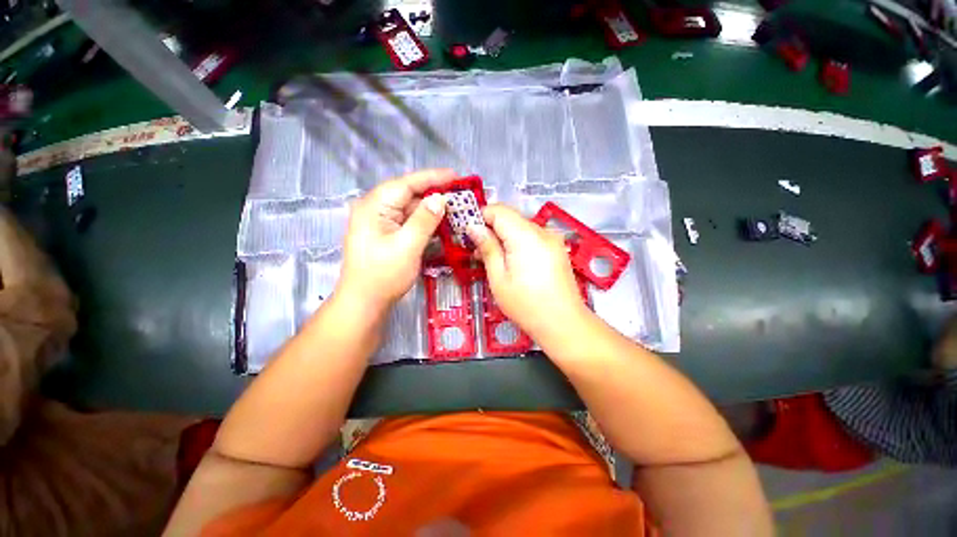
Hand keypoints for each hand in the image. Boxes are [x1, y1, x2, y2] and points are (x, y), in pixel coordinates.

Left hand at [336, 169, 453, 312]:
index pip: (407, 184)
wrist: (365, 302)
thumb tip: (440, 199)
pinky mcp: (388, 234)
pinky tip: (441, 224)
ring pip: (411, 209)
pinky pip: (410, 222)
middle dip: (435, 194)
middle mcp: (376, 209)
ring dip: (432, 210)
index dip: (432, 178)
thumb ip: (424, 220)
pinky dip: (426, 222)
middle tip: (460, 195)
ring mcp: (382, 223)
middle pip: (409, 195)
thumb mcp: (407, 246)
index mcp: (375, 206)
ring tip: (455, 209)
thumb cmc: (383, 275)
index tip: (456, 176)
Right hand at [467, 204, 590, 343]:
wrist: (563, 323)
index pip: (499, 210)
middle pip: (510, 218)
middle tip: (477, 250)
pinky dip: (517, 243)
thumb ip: (487, 248)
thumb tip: (473, 227)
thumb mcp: (499, 278)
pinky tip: (510, 261)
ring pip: (520, 227)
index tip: (468, 232)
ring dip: (503, 237)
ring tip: (491, 259)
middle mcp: (542, 231)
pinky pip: (531, 237)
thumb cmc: (526, 304)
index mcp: (525, 236)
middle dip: (491, 229)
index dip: (480, 217)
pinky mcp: (556, 249)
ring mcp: (552, 239)